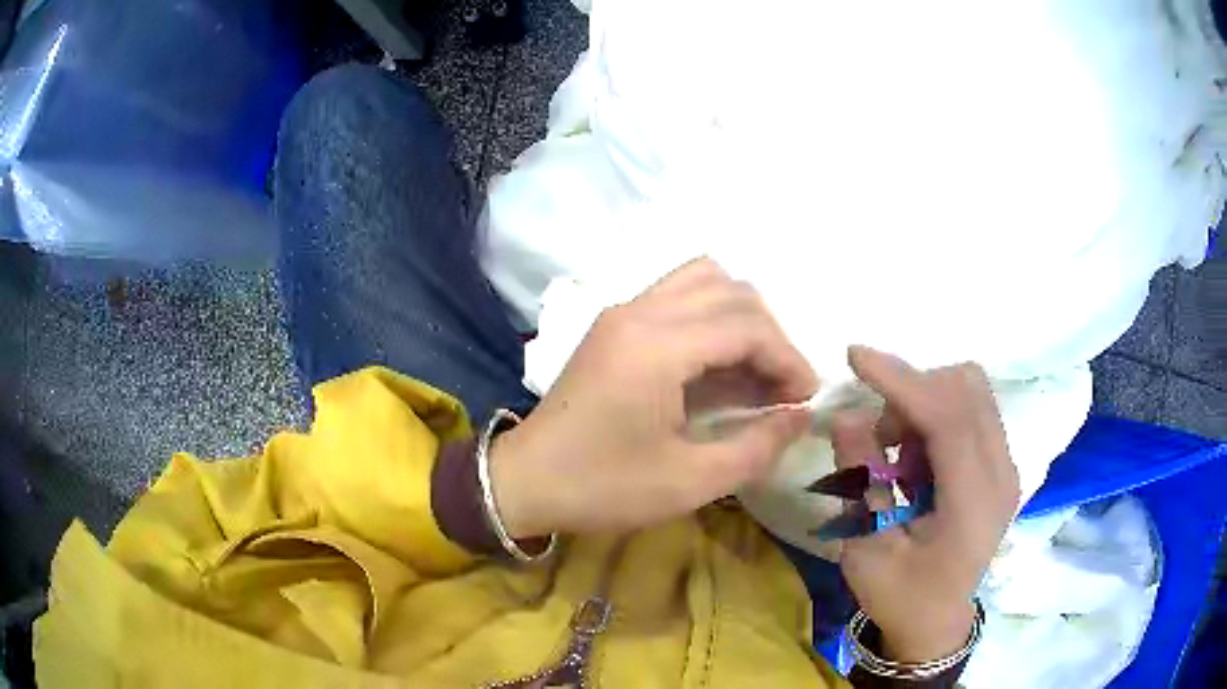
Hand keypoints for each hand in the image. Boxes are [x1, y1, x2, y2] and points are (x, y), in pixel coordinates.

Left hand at [490, 258, 817, 537]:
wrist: (524, 480)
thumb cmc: (602, 487)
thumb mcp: (689, 482)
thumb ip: (756, 447)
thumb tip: (801, 417)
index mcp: (657, 347)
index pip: (747, 326)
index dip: (788, 359)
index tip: (805, 400)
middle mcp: (640, 311)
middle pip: (732, 292)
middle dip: (771, 337)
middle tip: (783, 390)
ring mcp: (623, 311)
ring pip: (705, 280)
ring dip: (741, 318)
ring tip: (754, 370)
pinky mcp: (614, 323)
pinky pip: (678, 295)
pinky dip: (712, 316)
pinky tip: (718, 364)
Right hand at [834, 346, 1019, 662]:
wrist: (937, 622)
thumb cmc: (900, 596)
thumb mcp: (866, 551)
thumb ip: (863, 481)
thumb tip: (848, 416)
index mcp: (973, 505)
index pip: (949, 418)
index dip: (903, 381)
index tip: (855, 357)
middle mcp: (1001, 474)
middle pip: (967, 389)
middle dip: (913, 392)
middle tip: (879, 436)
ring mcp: (1007, 466)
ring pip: (972, 392)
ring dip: (926, 402)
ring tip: (898, 451)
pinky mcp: (1001, 465)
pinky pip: (972, 410)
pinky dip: (938, 415)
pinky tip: (918, 458)